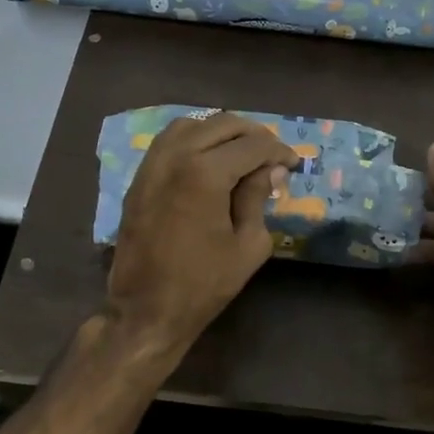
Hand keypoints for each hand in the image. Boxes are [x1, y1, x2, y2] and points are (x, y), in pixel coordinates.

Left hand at [106, 112, 295, 356]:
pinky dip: (194, 138)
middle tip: (272, 155)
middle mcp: (176, 156)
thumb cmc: (203, 284)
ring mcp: (152, 164)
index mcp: (205, 173)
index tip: (293, 163)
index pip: (253, 145)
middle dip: (254, 135)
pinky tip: (209, 158)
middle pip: (223, 124)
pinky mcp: (139, 177)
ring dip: (221, 131)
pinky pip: (168, 140)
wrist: (146, 310)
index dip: (279, 150)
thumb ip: (258, 198)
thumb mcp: (248, 245)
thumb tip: (271, 170)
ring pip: (192, 124)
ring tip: (241, 151)